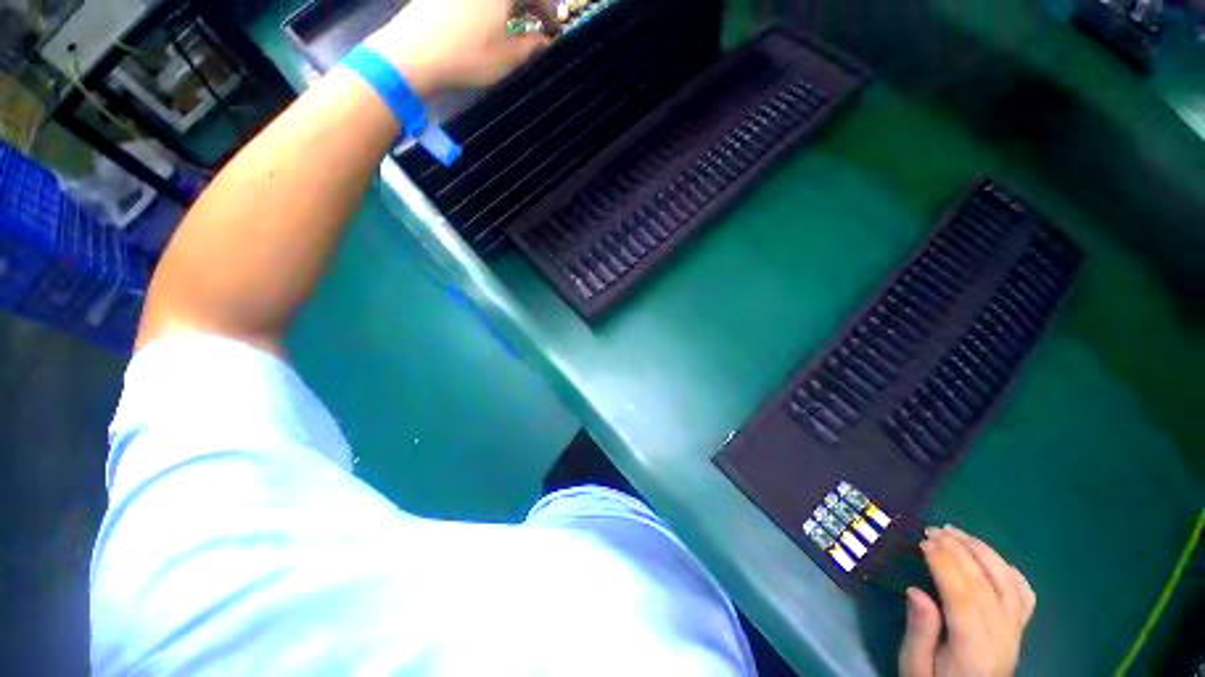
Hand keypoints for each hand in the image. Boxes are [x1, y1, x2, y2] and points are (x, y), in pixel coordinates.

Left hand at [365, 0, 550, 96]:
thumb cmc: (467, 56)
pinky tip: (488, 17)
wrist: (413, 53)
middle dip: (528, 6)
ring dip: (508, 6)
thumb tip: (546, 41)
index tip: (553, 27)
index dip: (547, 9)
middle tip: (535, 21)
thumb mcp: (507, 57)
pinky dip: (488, 6)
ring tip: (514, 21)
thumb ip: (531, 47)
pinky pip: (475, 0)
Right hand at [899, 526, 1035, 676]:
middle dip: (960, 552)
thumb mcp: (916, 668)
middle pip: (986, 586)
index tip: (924, 542)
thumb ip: (919, 633)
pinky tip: (989, 557)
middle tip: (934, 530)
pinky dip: (1008, 569)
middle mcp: (1001, 637)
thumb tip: (916, 591)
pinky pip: (1023, 594)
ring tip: (957, 533)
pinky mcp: (1019, 629)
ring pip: (1008, 584)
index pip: (965, 599)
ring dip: (983, 553)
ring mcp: (1015, 632)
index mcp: (974, 650)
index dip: (946, 566)